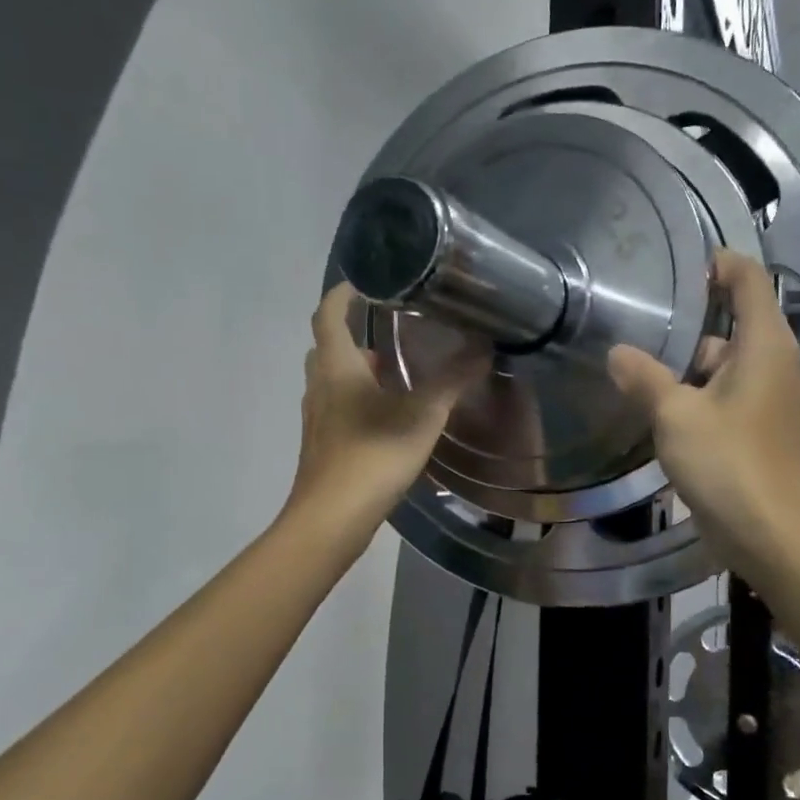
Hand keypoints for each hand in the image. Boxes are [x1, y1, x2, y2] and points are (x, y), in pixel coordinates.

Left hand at [286, 284, 483, 541]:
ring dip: (358, 372)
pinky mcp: (322, 445)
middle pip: (328, 348)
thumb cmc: (374, 455)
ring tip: (395, 375)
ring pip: (332, 382)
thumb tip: (483, 348)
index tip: (365, 282)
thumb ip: (452, 381)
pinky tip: (387, 419)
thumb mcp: (422, 415)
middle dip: (354, 336)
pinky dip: (357, 402)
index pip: (328, 315)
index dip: (342, 294)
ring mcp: (316, 419)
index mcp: (337, 367)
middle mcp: (319, 387)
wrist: (332, 517)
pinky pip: (337, 409)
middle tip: (387, 331)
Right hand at [607, 251, 799, 581]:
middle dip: (691, 324)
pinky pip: (729, 398)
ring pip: (727, 367)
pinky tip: (663, 412)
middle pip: (734, 325)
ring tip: (640, 369)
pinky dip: (700, 397)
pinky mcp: (764, 432)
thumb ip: (645, 379)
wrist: (775, 535)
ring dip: (689, 368)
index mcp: (765, 345)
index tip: (681, 264)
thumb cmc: (729, 464)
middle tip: (641, 322)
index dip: (719, 264)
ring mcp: (772, 401)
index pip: (749, 280)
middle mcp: (776, 365)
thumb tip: (617, 353)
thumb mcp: (676, 416)